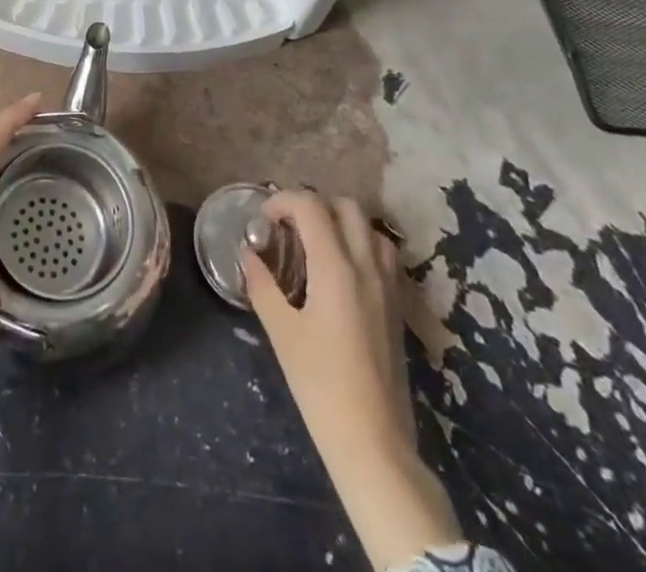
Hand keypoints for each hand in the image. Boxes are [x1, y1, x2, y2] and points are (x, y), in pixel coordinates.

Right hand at [244, 192, 459, 569]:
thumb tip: (248, 255)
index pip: (311, 206)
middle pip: (346, 206)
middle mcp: (367, 266)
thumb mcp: (282, 333)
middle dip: (314, 205)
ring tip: (316, 244)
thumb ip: (262, 285)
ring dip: (341, 222)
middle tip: (289, 228)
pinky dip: (361, 244)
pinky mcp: (397, 306)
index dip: (283, 201)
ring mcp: (388, 286)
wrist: (374, 443)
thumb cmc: (321, 386)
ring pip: (369, 227)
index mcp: (336, 268)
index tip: (264, 220)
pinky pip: (383, 254)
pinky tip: (342, 271)